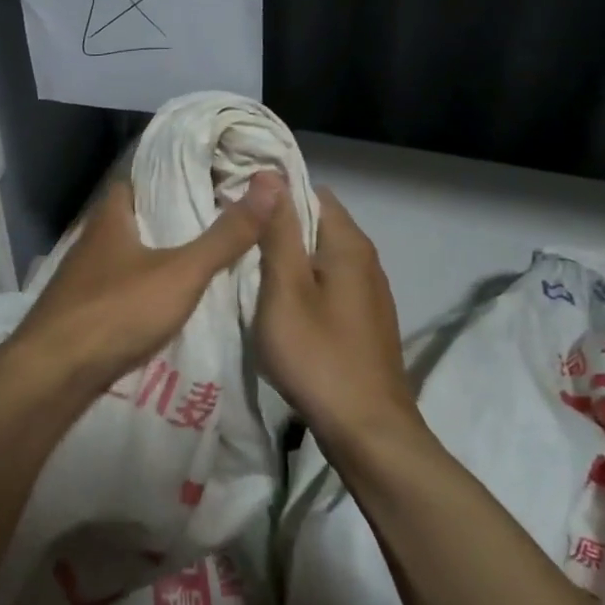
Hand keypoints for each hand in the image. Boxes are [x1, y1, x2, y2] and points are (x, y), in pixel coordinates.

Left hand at [3, 171, 285, 402]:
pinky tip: (164, 299)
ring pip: (125, 254)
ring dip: (153, 253)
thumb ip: (225, 235)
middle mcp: (91, 241)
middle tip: (212, 216)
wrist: (52, 375)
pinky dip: (141, 286)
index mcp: (110, 219)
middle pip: (132, 218)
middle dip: (166, 216)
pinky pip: (118, 288)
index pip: (137, 179)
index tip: (206, 175)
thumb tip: (271, 184)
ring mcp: (81, 279)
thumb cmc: (116, 311)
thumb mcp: (182, 272)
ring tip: (197, 254)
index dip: (168, 174)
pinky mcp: (80, 312)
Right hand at [254, 185, 417, 451]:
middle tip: (235, 241)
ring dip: (290, 259)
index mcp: (349, 245)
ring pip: (322, 258)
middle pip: (318, 225)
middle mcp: (366, 261)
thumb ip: (278, 232)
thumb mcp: (285, 290)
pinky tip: (280, 307)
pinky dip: (304, 286)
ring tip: (248, 271)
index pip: (311, 193)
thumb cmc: (318, 355)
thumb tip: (271, 174)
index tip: (237, 207)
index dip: (274, 194)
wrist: (367, 430)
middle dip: (279, 227)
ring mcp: (369, 294)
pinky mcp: (365, 322)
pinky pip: (330, 286)